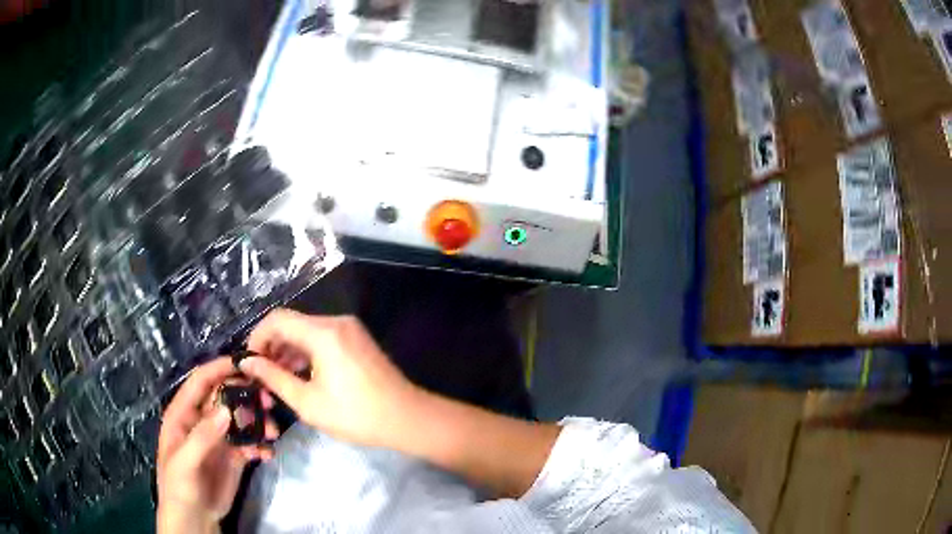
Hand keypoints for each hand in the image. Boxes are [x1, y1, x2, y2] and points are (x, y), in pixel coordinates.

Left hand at [156, 358, 276, 533]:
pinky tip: (268, 453)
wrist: (194, 519)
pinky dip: (260, 444)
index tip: (245, 363)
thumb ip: (203, 436)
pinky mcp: (233, 456)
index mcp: (183, 414)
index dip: (219, 369)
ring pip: (240, 419)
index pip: (200, 382)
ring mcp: (218, 439)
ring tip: (272, 432)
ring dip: (258, 422)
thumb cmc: (179, 487)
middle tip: (268, 401)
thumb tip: (226, 409)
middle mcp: (201, 421)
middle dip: (246, 396)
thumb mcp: (185, 462)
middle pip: (225, 397)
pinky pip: (249, 443)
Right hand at [240, 310, 420, 448]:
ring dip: (288, 351)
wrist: (407, 419)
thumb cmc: (355, 415)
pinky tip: (299, 375)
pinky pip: (323, 338)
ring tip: (276, 379)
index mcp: (323, 332)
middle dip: (272, 346)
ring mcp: (350, 329)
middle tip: (260, 374)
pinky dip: (306, 352)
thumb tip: (246, 362)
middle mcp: (336, 322)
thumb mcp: (307, 402)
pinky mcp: (357, 340)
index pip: (277, 320)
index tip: (247, 362)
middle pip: (292, 324)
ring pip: (307, 331)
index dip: (256, 337)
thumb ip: (273, 378)